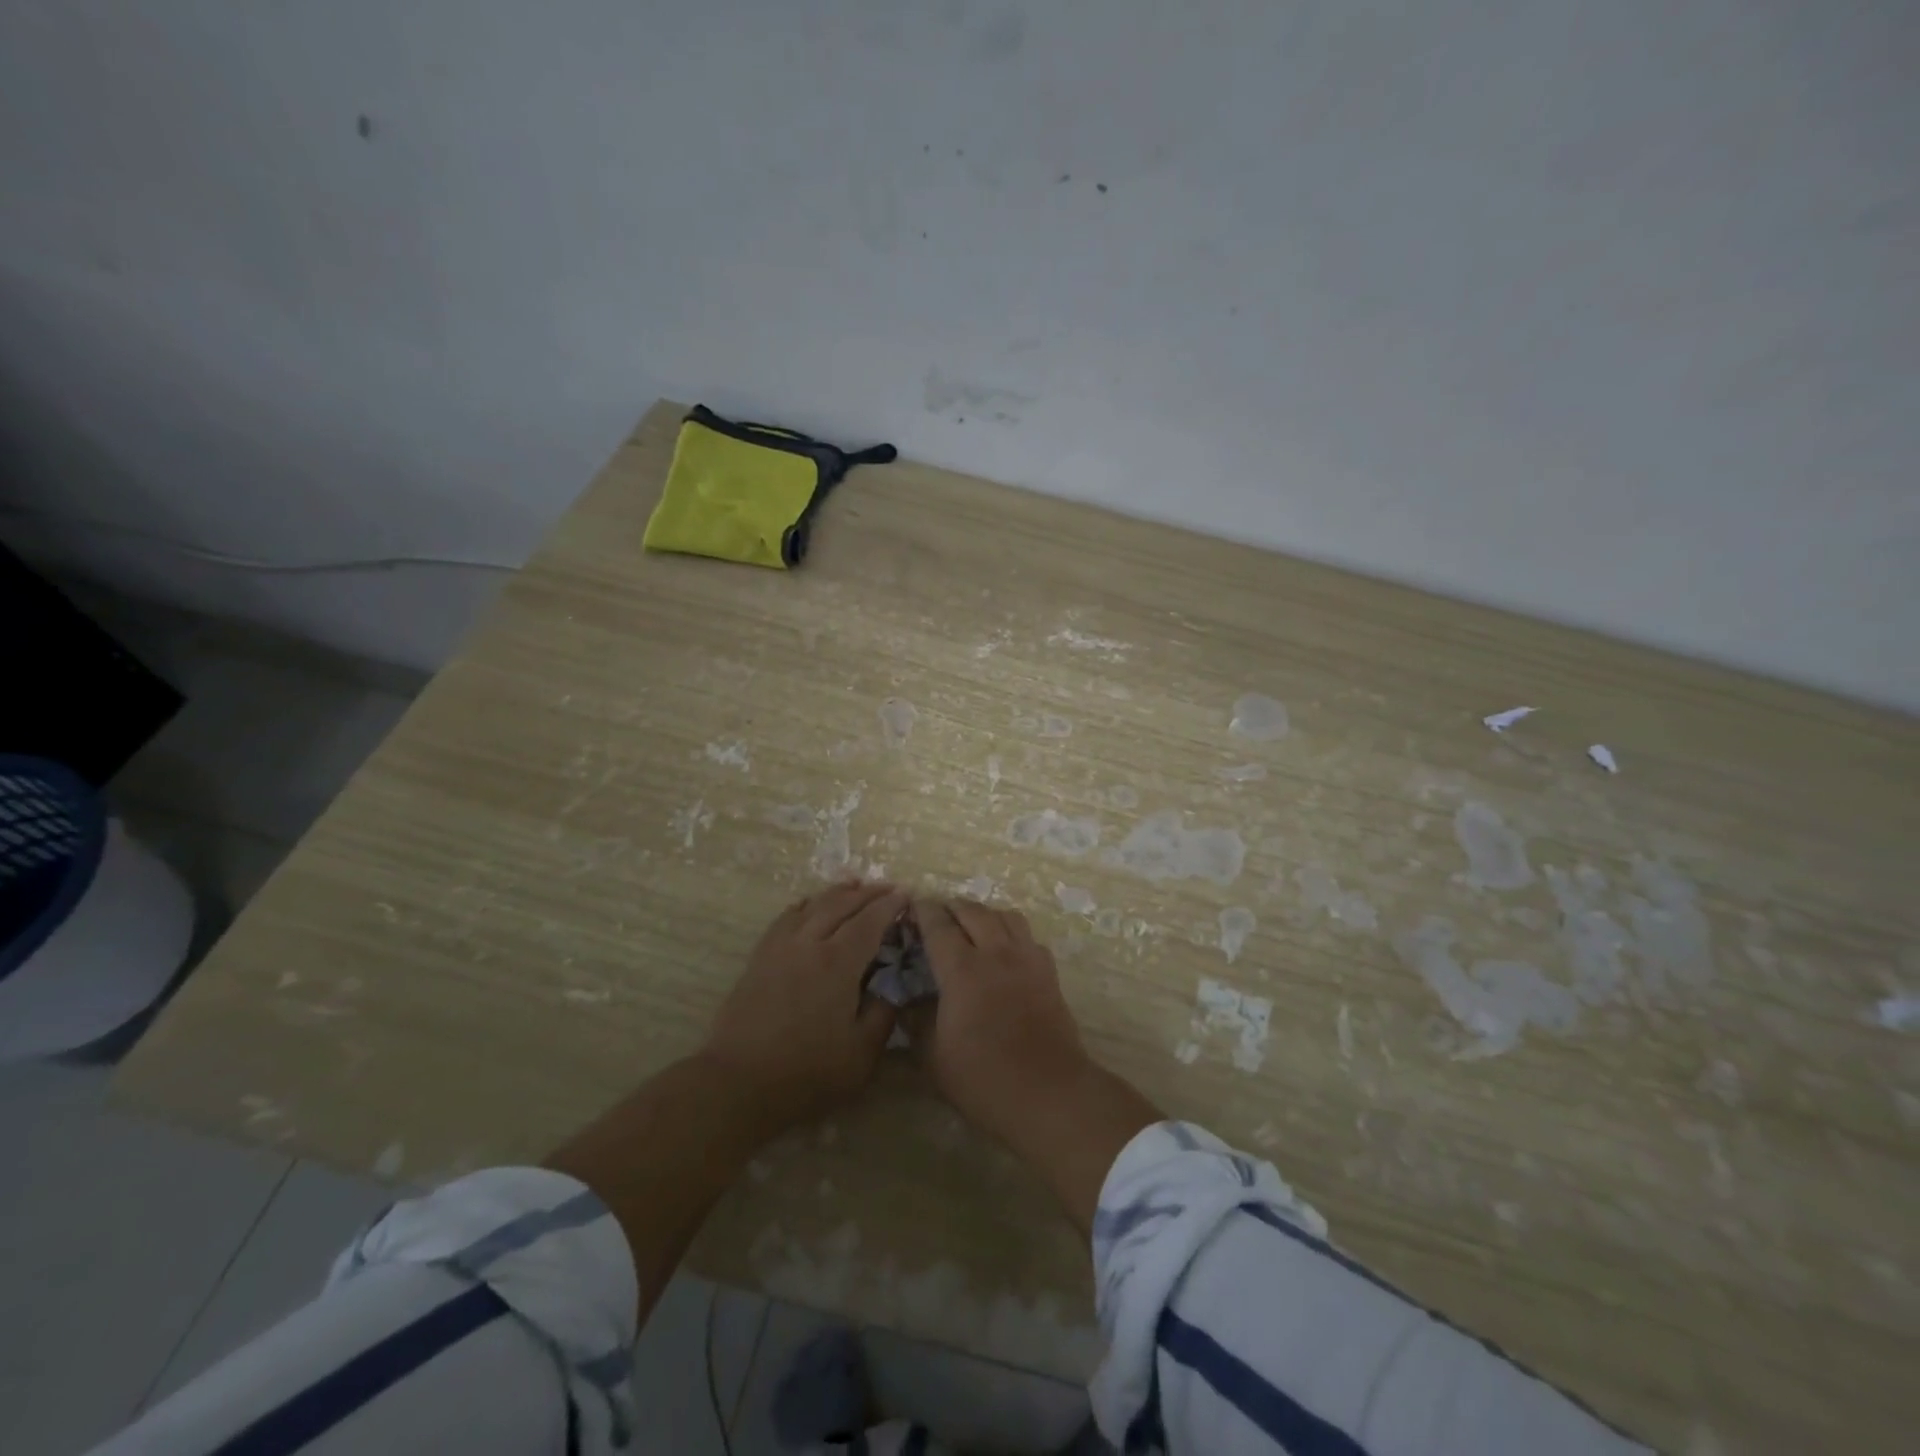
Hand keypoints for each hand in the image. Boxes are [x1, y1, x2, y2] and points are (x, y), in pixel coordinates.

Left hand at [700, 881, 905, 1131]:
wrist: (738, 1084)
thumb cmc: (808, 1073)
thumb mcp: (862, 1053)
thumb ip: (884, 1013)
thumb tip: (892, 985)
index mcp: (839, 962)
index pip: (870, 921)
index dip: (889, 905)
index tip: (906, 895)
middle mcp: (809, 943)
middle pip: (841, 904)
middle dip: (868, 893)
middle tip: (888, 888)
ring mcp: (780, 947)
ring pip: (812, 905)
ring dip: (837, 892)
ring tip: (854, 885)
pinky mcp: (759, 958)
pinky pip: (785, 918)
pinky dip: (804, 905)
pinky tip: (809, 905)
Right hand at [911, 898, 1092, 1140]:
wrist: (1048, 1092)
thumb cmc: (983, 1078)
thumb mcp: (934, 1056)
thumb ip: (916, 1020)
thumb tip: (905, 999)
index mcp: (963, 969)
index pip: (939, 925)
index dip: (923, 911)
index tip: (911, 906)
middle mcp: (996, 953)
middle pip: (973, 911)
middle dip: (952, 907)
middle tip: (937, 914)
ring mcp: (1027, 959)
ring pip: (1005, 915)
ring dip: (984, 913)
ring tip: (972, 925)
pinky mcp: (1049, 973)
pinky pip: (1028, 937)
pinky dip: (1011, 932)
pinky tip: (1005, 950)